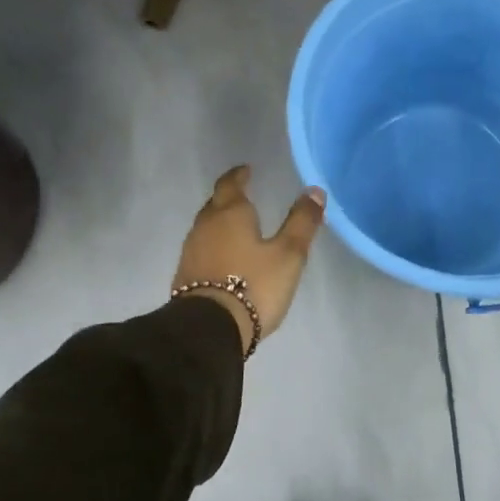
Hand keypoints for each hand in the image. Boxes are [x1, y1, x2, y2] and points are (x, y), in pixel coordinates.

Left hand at [172, 166, 326, 350]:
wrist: (208, 329)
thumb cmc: (253, 284)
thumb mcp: (288, 254)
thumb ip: (302, 222)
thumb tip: (314, 190)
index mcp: (230, 213)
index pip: (230, 184)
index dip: (239, 176)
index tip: (246, 171)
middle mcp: (205, 226)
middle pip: (215, 203)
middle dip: (229, 198)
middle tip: (244, 196)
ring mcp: (191, 251)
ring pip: (206, 227)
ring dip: (220, 223)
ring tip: (237, 227)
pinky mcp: (184, 276)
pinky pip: (201, 250)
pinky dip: (213, 246)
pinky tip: (224, 258)